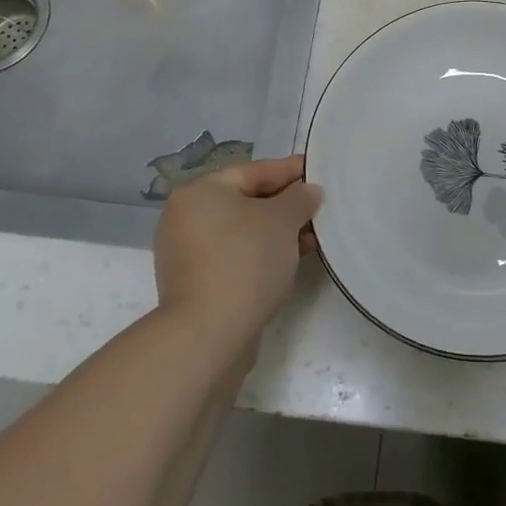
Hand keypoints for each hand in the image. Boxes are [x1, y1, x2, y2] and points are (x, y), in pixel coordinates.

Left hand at [153, 156, 321, 355]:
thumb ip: (299, 198)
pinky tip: (290, 260)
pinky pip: (236, 255)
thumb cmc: (246, 261)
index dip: (288, 171)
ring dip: (277, 232)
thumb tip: (308, 191)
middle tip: (319, 207)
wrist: (209, 334)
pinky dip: (262, 253)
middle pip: (246, 200)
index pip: (253, 171)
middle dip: (285, 204)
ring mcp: (188, 253)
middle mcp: (186, 217)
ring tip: (312, 237)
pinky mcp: (196, 283)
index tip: (317, 172)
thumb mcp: (282, 220)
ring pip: (243, 231)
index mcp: (200, 192)